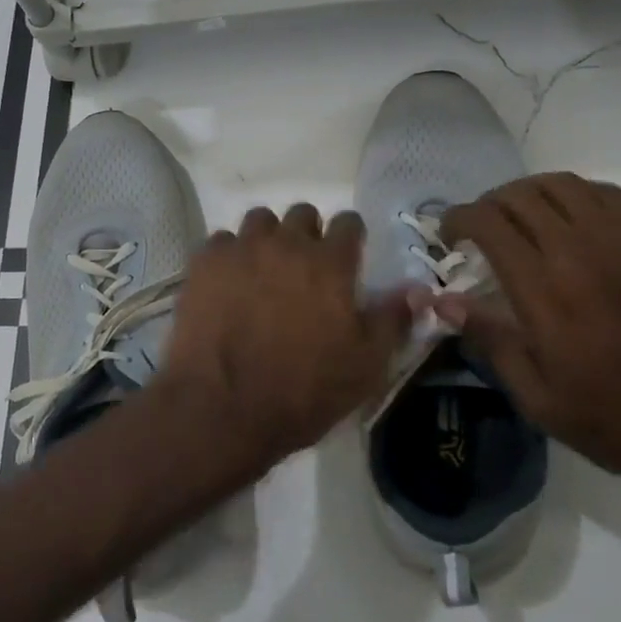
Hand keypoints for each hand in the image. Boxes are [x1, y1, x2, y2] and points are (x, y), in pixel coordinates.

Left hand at [157, 204, 412, 470]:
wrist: (222, 407)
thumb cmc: (302, 392)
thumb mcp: (365, 367)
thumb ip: (392, 320)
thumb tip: (417, 288)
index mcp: (330, 264)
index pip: (349, 222)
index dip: (350, 238)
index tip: (346, 257)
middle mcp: (286, 244)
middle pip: (302, 214)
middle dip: (307, 234)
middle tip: (302, 269)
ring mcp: (241, 249)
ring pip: (259, 220)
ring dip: (266, 239)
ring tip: (262, 271)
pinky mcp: (204, 263)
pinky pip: (220, 241)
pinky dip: (228, 256)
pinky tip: (227, 284)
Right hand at [436, 173, 620, 478]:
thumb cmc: (611, 417)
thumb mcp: (535, 396)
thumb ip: (489, 339)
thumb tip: (444, 301)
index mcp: (544, 291)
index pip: (490, 224)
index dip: (458, 219)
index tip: (447, 238)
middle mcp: (578, 253)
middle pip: (520, 196)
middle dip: (486, 205)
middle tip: (475, 231)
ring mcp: (618, 244)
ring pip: (560, 185)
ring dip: (526, 192)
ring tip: (514, 218)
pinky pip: (604, 194)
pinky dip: (572, 194)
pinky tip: (563, 219)